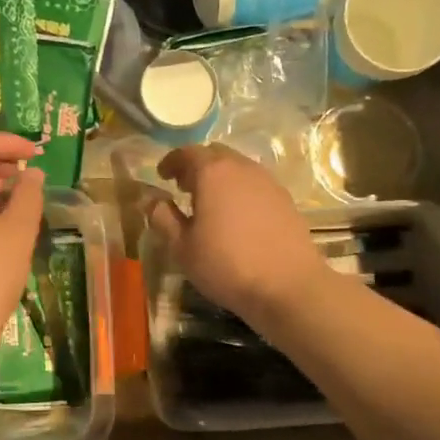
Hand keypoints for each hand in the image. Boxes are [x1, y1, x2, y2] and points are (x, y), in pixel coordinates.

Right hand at [148, 144, 327, 326]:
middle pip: (215, 154)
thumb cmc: (226, 265)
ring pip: (238, 168)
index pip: (187, 153)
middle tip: (184, 187)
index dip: (171, 162)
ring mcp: (268, 182)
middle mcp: (242, 168)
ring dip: (220, 178)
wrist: (288, 286)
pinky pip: (255, 184)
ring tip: (209, 203)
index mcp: (213, 173)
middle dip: (196, 166)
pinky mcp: (285, 200)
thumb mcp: (182, 247)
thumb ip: (163, 218)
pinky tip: (236, 216)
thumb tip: (150, 200)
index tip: (162, 175)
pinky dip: (239, 190)